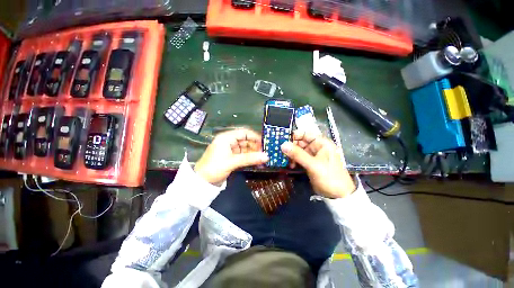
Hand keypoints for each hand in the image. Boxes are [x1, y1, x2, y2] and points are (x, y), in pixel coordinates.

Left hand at [195, 128, 268, 185]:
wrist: (201, 182)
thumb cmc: (214, 168)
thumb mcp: (232, 162)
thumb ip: (249, 158)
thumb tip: (266, 156)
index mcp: (226, 138)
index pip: (244, 132)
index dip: (255, 136)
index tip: (264, 143)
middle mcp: (228, 141)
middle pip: (245, 140)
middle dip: (255, 146)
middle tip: (265, 152)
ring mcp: (230, 150)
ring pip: (245, 148)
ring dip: (253, 153)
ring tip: (262, 158)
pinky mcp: (231, 157)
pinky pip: (243, 155)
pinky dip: (249, 158)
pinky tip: (256, 162)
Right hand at [280, 130, 355, 198]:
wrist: (337, 196)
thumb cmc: (329, 177)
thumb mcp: (313, 165)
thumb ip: (298, 154)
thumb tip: (283, 145)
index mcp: (321, 143)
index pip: (305, 134)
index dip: (294, 135)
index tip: (283, 140)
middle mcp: (316, 147)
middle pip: (300, 142)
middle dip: (290, 147)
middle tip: (281, 151)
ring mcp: (312, 156)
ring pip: (298, 151)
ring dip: (291, 155)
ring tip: (286, 160)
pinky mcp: (309, 164)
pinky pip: (298, 158)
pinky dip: (293, 161)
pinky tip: (290, 166)